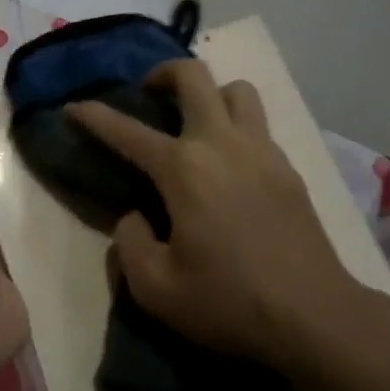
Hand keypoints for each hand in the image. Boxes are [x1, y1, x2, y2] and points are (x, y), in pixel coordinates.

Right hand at [68, 59, 354, 372]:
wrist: (316, 317)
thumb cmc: (230, 302)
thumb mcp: (157, 289)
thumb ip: (129, 244)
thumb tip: (134, 216)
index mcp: (183, 169)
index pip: (126, 131)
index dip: (93, 116)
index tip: (74, 107)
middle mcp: (220, 143)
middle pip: (193, 75)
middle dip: (163, 73)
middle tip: (150, 93)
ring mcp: (260, 150)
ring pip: (236, 90)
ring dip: (210, 93)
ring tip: (196, 121)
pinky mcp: (288, 168)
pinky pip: (258, 123)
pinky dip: (237, 125)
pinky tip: (230, 162)